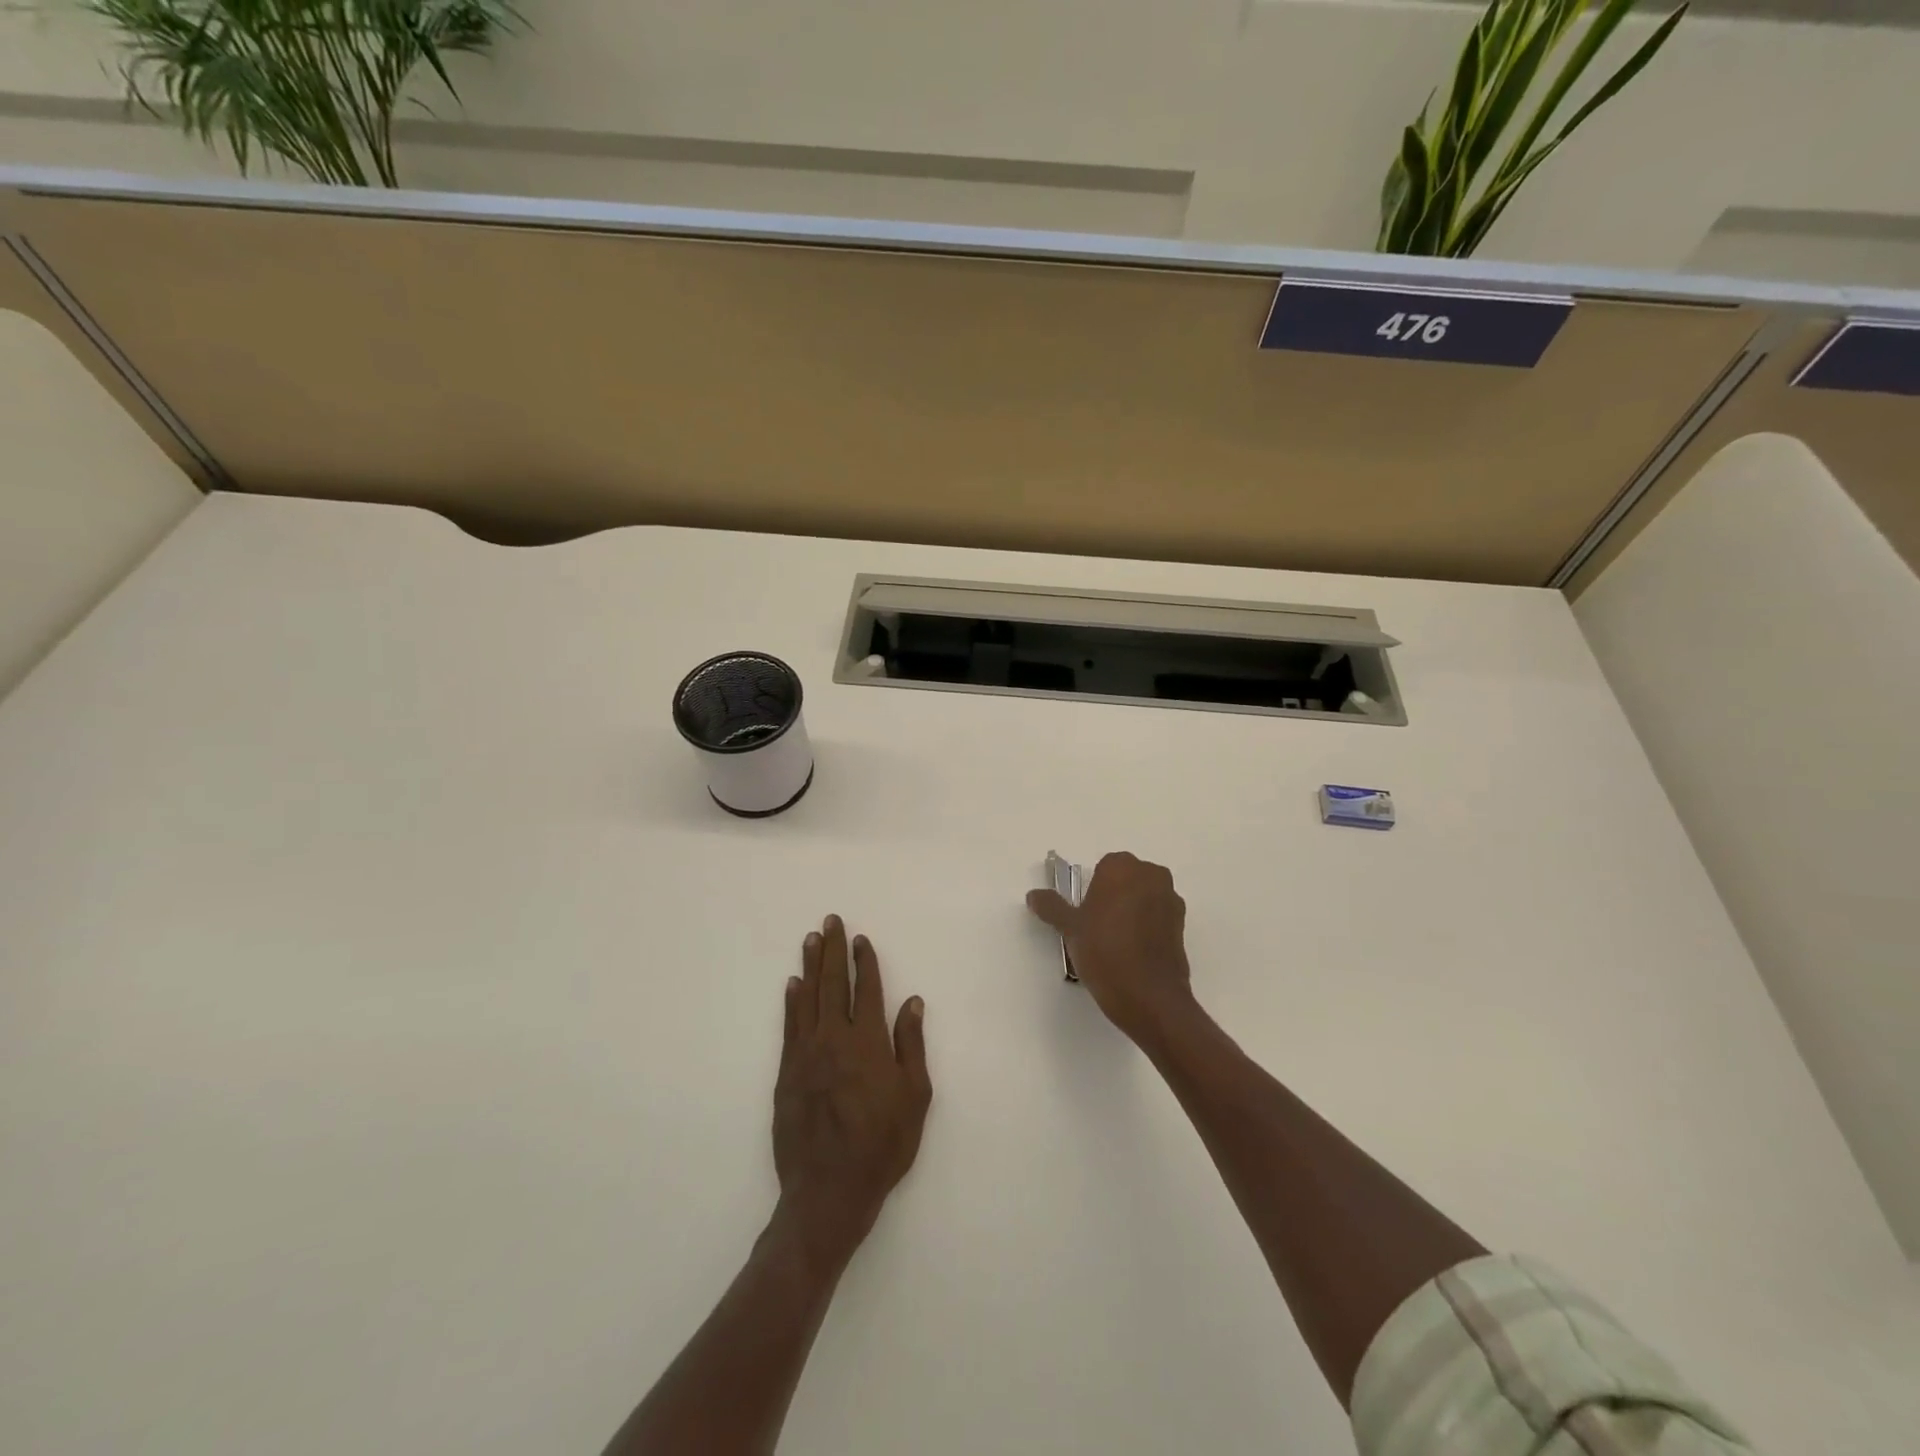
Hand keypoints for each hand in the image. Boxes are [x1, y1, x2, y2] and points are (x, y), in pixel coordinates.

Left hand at [772, 916, 931, 1270]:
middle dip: (832, 950)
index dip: (864, 961)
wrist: (829, 1189)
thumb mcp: (915, 1097)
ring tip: (810, 940)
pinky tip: (792, 984)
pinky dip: (791, 1001)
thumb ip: (911, 1045)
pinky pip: (789, 1025)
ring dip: (810, 966)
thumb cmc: (882, 1144)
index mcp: (868, 1042)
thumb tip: (912, 1001)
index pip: (866, 989)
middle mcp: (834, 1038)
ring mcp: (806, 1053)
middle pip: (833, 983)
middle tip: (829, 921)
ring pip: (808, 998)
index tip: (859, 938)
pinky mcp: (787, 1072)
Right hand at [1027, 852, 1197, 1046]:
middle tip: (1097, 927)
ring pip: (1144, 897)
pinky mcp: (1182, 925)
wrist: (1149, 996)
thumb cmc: (1104, 951)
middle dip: (1113, 896)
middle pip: (1126, 879)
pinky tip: (1133, 952)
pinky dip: (1147, 926)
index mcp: (1122, 867)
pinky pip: (1158, 916)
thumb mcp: (1070, 928)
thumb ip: (1051, 907)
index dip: (1092, 890)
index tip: (1085, 914)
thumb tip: (1033, 895)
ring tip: (1116, 943)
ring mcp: (1170, 899)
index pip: (1103, 867)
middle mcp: (1151, 875)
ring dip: (1132, 910)